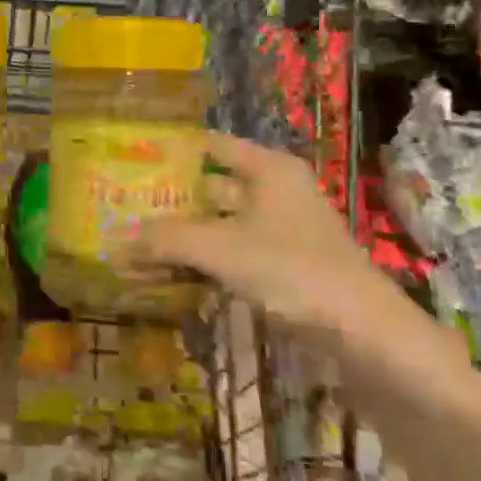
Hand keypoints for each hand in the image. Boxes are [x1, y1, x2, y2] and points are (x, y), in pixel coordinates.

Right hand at [130, 133, 447, 367]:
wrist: (365, 334)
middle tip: (126, 207)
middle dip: (172, 200)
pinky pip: (232, 256)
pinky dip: (203, 264)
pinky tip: (170, 277)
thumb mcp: (220, 249)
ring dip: (184, 238)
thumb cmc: (292, 269)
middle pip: (213, 188)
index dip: (175, 150)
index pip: (213, 145)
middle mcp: (276, 192)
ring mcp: (282, 232)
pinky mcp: (284, 268)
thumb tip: (116, 243)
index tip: (135, 159)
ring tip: (138, 247)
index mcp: (268, 170)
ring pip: (220, 226)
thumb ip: (166, 241)